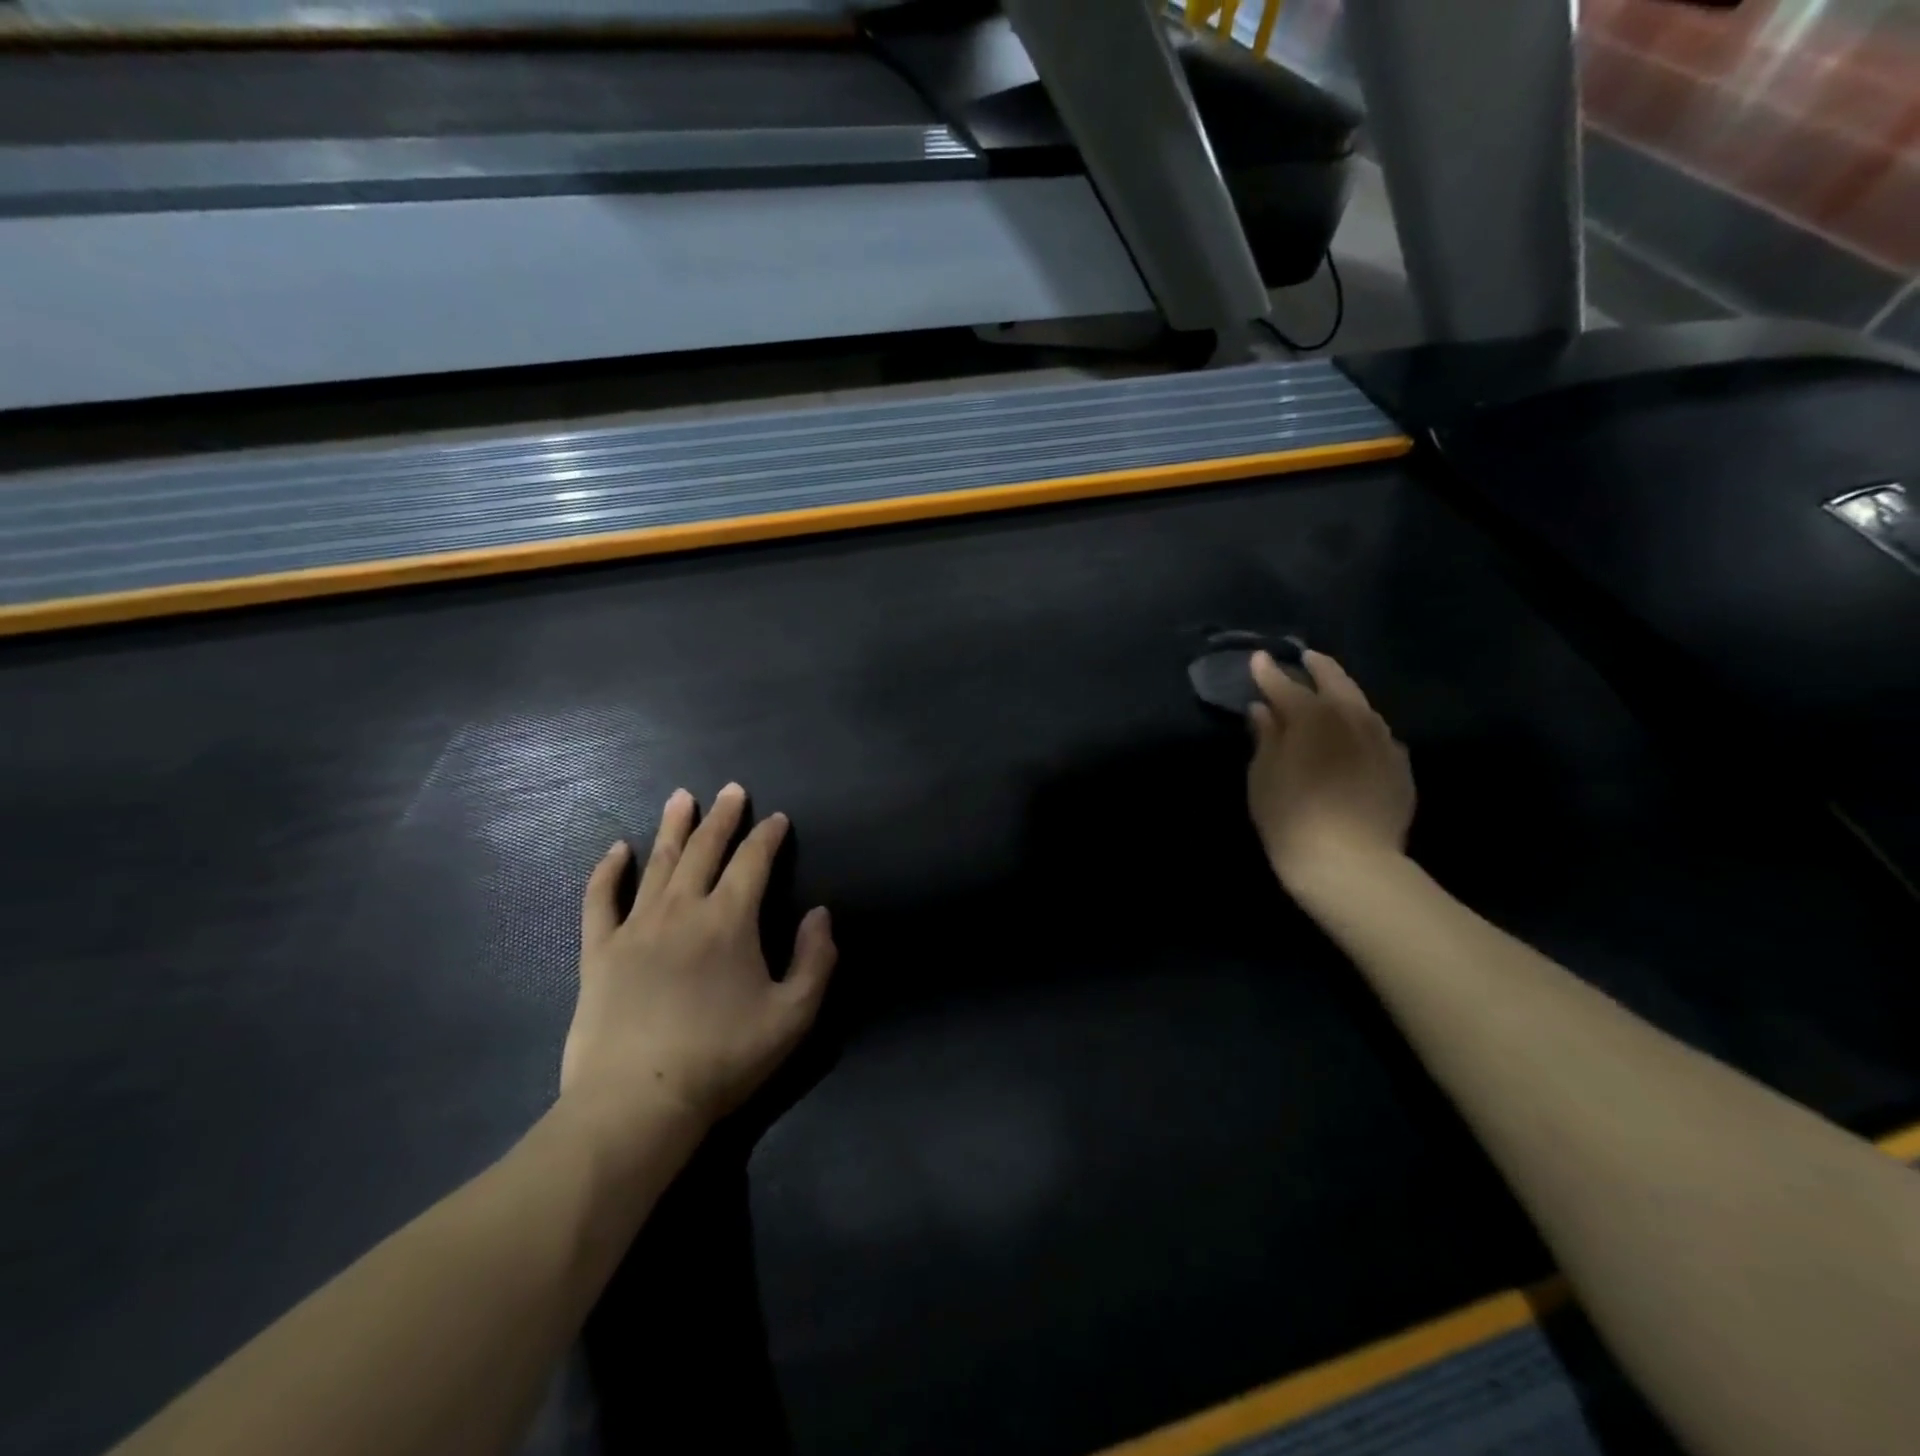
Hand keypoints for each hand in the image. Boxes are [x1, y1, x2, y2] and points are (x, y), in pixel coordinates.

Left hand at [561, 784, 836, 1138]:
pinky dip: (609, 871)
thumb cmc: (723, 1059)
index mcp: (729, 920)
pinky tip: (617, 850)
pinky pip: (601, 900)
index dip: (768, 837)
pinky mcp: (599, 952)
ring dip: (672, 827)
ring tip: (681, 797)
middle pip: (705, 850)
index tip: (777, 819)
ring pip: (658, 863)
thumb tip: (819, 914)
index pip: (753, 862)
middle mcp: (682, 910)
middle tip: (731, 790)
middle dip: (722, 817)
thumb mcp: (793, 1016)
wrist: (638, 1103)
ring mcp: (635, 928)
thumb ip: (816, 960)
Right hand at [1248, 650, 1415, 887]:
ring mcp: (1383, 741)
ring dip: (1344, 695)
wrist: (1350, 863)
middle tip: (1307, 658)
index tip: (1258, 658)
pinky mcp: (1400, 766)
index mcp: (1313, 716)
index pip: (1285, 685)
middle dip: (1319, 667)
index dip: (1268, 672)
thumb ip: (1265, 737)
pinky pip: (1378, 735)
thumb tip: (1263, 710)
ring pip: (1362, 706)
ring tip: (1332, 693)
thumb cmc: (1291, 817)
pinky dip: (1362, 727)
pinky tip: (1356, 736)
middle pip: (1335, 682)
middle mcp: (1353, 718)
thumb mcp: (1263, 776)